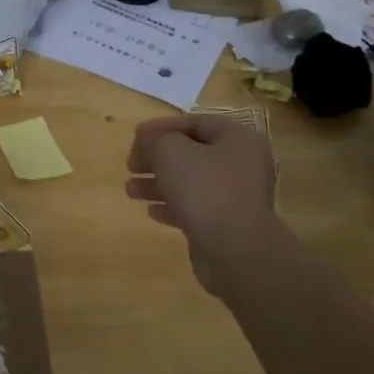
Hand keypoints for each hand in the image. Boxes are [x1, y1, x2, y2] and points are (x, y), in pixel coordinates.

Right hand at [126, 114, 281, 298]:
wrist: (236, 251)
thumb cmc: (204, 189)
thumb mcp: (169, 151)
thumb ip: (153, 138)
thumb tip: (146, 139)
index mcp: (238, 139)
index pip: (195, 122)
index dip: (161, 127)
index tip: (135, 138)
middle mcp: (242, 164)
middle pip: (191, 153)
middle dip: (156, 158)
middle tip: (131, 166)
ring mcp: (237, 197)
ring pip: (190, 182)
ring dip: (158, 183)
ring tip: (130, 190)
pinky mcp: (228, 224)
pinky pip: (196, 207)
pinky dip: (172, 206)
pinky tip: (151, 212)